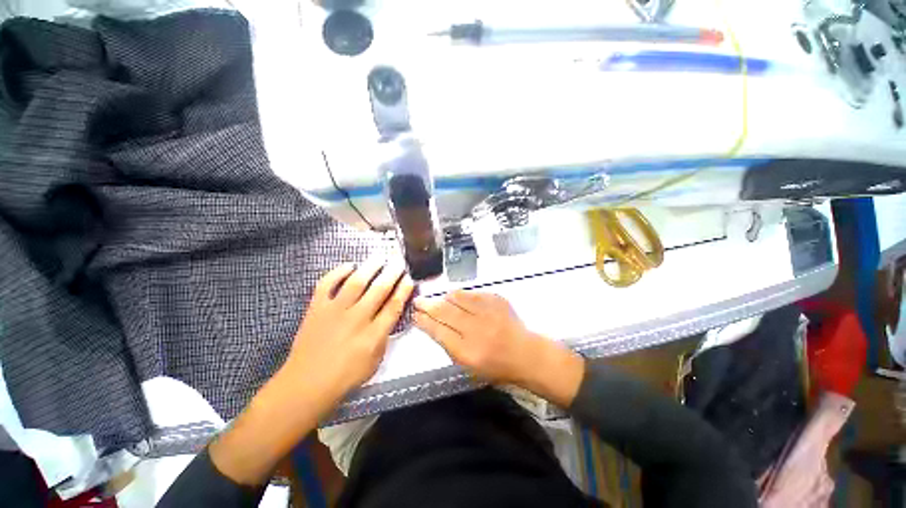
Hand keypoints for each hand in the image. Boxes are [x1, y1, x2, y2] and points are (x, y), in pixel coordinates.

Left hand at [210, 261, 413, 485]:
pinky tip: (349, 265)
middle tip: (399, 261)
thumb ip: (385, 336)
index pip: (394, 305)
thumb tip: (390, 315)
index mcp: (373, 334)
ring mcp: (335, 311)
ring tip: (379, 257)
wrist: (306, 383)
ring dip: (370, 267)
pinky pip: (327, 284)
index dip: (404, 290)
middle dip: (392, 273)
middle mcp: (357, 318)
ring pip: (356, 282)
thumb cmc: (345, 377)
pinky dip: (338, 272)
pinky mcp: (317, 308)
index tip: (409, 278)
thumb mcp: (375, 361)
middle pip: (379, 289)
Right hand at [413, 291, 584, 406]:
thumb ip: (449, 345)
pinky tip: (459, 300)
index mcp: (467, 351)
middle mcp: (476, 329)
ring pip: (457, 298)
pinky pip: (472, 293)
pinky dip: (462, 296)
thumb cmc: (496, 366)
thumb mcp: (468, 366)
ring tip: (439, 300)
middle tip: (418, 301)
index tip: (414, 315)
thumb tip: (433, 325)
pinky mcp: (496, 300)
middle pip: (444, 312)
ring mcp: (487, 312)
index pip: (438, 331)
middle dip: (428, 305)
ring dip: (444, 298)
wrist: (526, 354)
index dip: (423, 321)